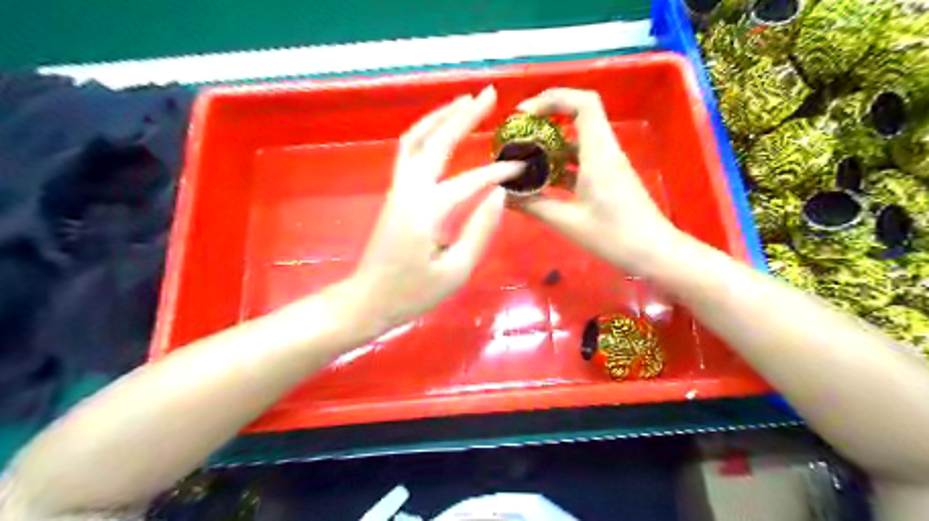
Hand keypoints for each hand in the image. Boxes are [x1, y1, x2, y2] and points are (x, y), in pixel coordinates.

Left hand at [352, 86, 521, 329]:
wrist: (370, 298)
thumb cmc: (413, 292)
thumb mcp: (455, 271)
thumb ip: (479, 231)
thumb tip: (499, 196)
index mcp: (427, 212)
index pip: (470, 182)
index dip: (498, 173)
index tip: (521, 167)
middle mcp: (409, 190)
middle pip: (436, 141)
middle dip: (464, 115)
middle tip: (489, 95)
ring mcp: (398, 188)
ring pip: (415, 139)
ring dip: (440, 117)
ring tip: (464, 101)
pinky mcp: (395, 193)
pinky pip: (409, 151)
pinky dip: (426, 132)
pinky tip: (441, 130)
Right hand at [516, 89, 679, 275]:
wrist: (654, 253)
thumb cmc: (614, 237)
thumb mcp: (568, 222)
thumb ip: (534, 205)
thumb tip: (503, 196)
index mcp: (599, 154)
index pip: (583, 103)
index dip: (553, 98)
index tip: (525, 113)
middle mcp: (605, 151)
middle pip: (579, 116)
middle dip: (546, 119)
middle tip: (518, 134)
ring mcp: (608, 165)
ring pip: (578, 140)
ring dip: (552, 144)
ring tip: (523, 157)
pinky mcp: (609, 178)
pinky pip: (582, 161)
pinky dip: (561, 164)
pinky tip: (541, 180)